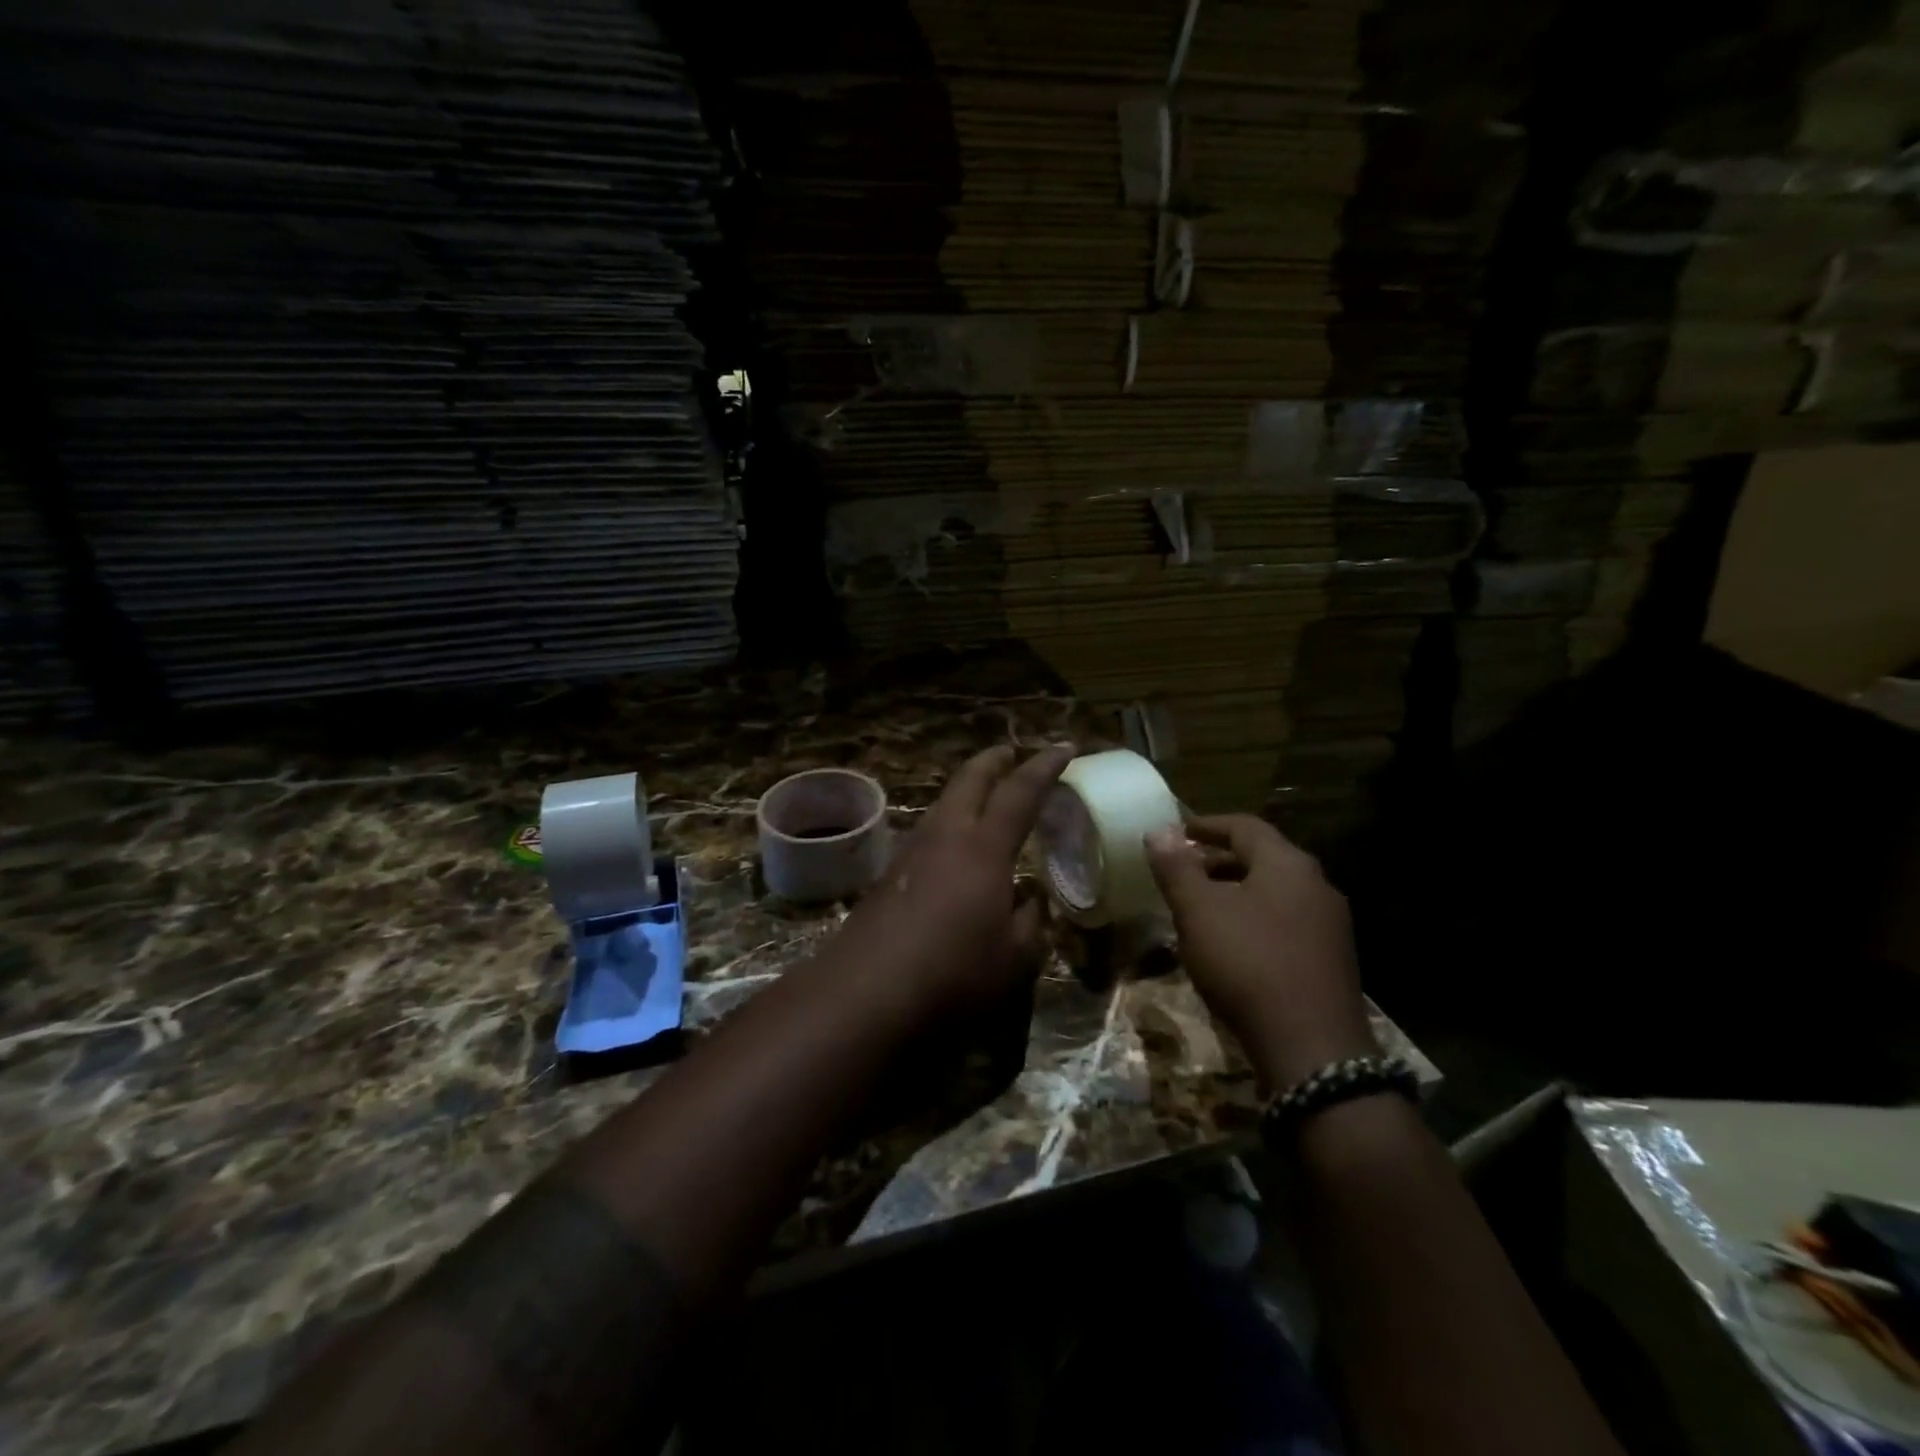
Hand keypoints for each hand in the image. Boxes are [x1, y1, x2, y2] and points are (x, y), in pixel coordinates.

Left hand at [828, 744, 1073, 1022]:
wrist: (866, 992)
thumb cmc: (953, 973)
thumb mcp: (1014, 959)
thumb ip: (1031, 923)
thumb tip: (1033, 900)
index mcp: (984, 847)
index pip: (1020, 792)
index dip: (1045, 766)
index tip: (1065, 748)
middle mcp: (945, 835)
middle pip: (970, 779)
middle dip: (994, 760)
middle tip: (1012, 753)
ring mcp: (911, 850)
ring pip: (943, 802)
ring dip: (967, 789)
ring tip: (985, 795)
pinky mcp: (889, 873)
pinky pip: (927, 830)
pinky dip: (949, 821)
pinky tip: (952, 847)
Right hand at [1144, 814, 1376, 1088]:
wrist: (1312, 1049)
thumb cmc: (1247, 964)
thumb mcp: (1198, 912)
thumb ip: (1176, 868)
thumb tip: (1158, 830)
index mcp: (1287, 864)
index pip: (1244, 826)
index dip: (1206, 825)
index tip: (1176, 832)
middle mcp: (1317, 885)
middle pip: (1262, 857)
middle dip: (1218, 860)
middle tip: (1182, 872)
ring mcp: (1330, 924)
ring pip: (1275, 892)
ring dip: (1236, 891)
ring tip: (1201, 910)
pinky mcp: (1332, 960)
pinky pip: (1286, 922)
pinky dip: (1255, 919)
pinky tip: (1232, 945)